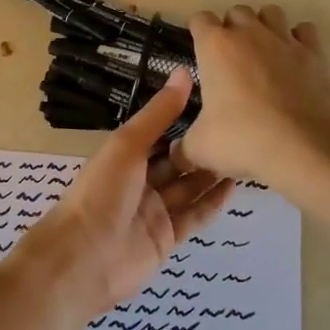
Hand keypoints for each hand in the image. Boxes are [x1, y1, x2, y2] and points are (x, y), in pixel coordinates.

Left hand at [14, 69, 234, 316]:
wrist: (84, 257)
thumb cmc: (102, 191)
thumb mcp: (128, 144)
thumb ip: (159, 113)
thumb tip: (183, 72)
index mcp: (124, 155)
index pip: (159, 133)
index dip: (184, 119)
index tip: (217, 102)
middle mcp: (139, 181)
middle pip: (176, 161)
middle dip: (202, 148)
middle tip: (240, 130)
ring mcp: (154, 211)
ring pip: (188, 188)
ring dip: (212, 173)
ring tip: (245, 154)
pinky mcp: (167, 238)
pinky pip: (194, 216)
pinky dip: (212, 202)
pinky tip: (235, 186)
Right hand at [176, 4, 329, 186]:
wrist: (302, 148)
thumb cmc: (242, 139)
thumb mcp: (199, 148)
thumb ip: (182, 147)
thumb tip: (175, 156)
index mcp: (215, 46)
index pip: (200, 19)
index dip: (198, 33)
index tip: (199, 52)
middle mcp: (249, 33)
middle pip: (236, 12)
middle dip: (232, 28)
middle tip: (230, 59)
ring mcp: (284, 40)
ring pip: (271, 12)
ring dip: (264, 26)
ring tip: (262, 52)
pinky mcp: (314, 54)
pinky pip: (305, 30)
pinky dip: (298, 39)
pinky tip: (293, 59)